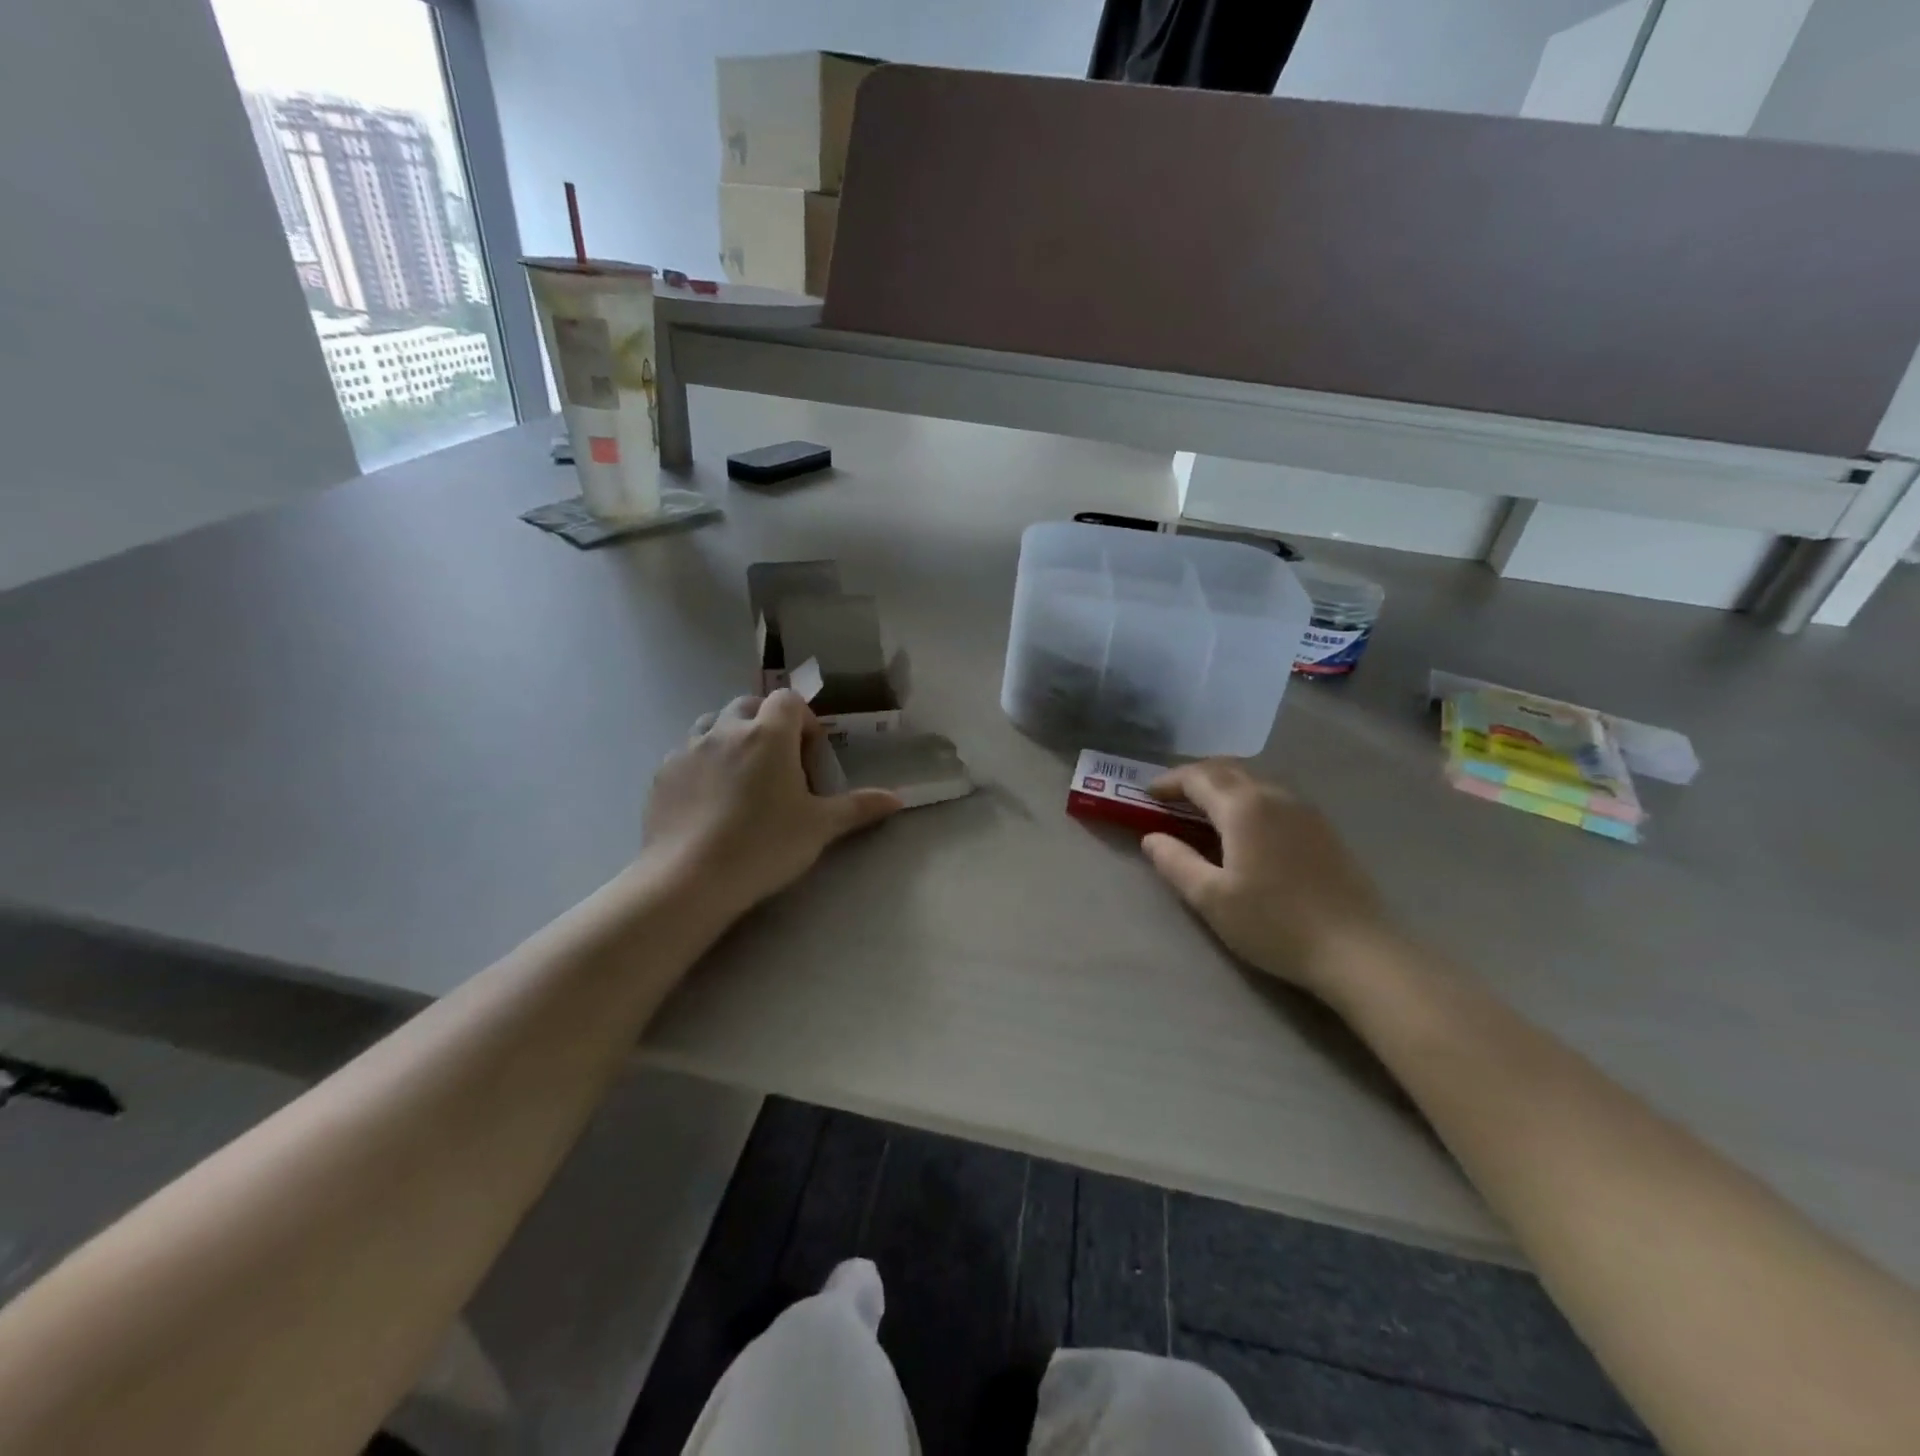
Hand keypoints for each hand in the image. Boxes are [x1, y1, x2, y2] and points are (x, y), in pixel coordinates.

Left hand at [641, 692, 901, 923]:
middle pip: (750, 705)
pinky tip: (709, 801)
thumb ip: (858, 807)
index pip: (789, 701)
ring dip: (731, 737)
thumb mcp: (820, 827)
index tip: (808, 757)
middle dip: (767, 724)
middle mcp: (727, 730)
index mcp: (768, 734)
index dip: (804, 721)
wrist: (690, 879)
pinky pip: (687, 754)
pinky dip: (703, 764)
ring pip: (713, 724)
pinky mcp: (662, 774)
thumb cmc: (764, 845)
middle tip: (778, 766)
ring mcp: (689, 749)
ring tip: (741, 777)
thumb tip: (898, 799)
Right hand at [1142, 759, 1388, 995]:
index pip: (1197, 777)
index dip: (1168, 782)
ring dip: (1222, 786)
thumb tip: (1152, 838)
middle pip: (1226, 769)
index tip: (1146, 795)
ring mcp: (1303, 809)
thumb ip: (1175, 862)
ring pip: (1252, 780)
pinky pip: (1273, 795)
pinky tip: (1244, 827)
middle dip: (1193, 778)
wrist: (1356, 950)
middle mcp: (1274, 795)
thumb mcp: (1211, 899)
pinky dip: (1246, 798)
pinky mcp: (1322, 827)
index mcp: (1243, 807)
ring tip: (1202, 810)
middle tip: (1170, 798)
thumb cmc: (1274, 924)